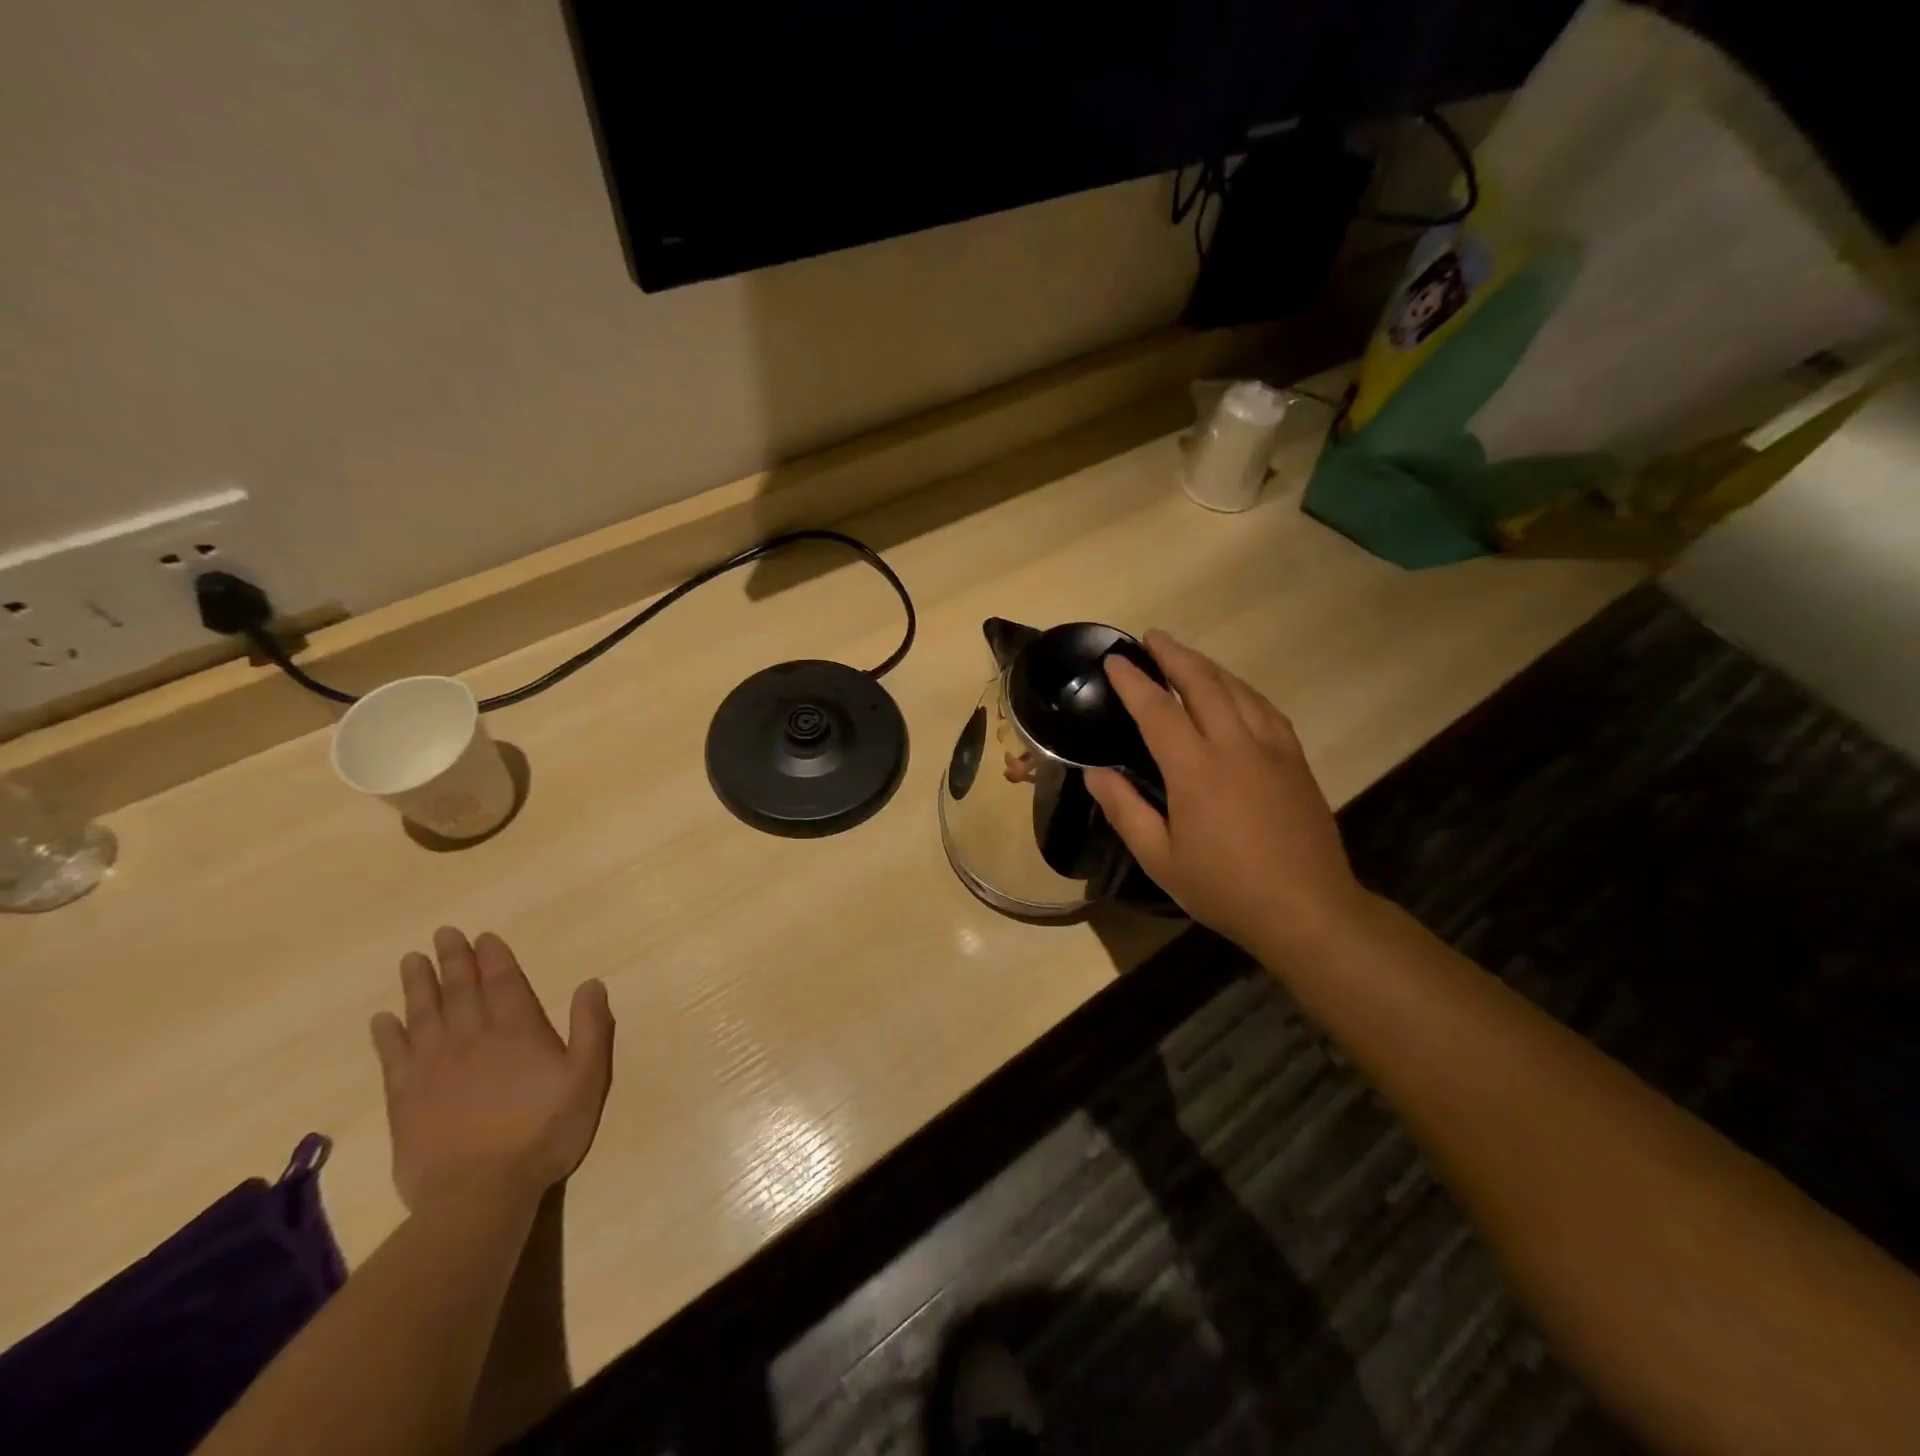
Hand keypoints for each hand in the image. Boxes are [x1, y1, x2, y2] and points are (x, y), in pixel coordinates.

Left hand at [370, 927, 614, 1212]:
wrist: (481, 1192)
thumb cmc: (544, 1131)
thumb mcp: (587, 1077)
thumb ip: (591, 1027)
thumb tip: (590, 983)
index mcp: (517, 1030)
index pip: (503, 982)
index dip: (494, 957)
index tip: (483, 936)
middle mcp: (472, 1038)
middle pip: (460, 990)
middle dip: (453, 960)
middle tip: (442, 934)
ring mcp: (434, 1068)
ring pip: (423, 1014)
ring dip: (418, 985)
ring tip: (411, 960)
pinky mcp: (406, 1100)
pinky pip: (394, 1057)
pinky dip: (387, 1035)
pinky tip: (382, 1019)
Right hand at [1086, 631, 1367, 959]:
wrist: (1308, 909)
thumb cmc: (1225, 888)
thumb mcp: (1161, 860)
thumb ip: (1125, 810)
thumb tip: (1094, 773)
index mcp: (1197, 770)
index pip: (1158, 709)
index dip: (1133, 681)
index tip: (1114, 659)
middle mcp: (1236, 746)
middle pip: (1203, 683)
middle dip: (1174, 655)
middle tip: (1152, 638)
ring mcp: (1272, 749)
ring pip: (1238, 690)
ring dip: (1208, 666)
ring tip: (1185, 656)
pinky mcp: (1295, 760)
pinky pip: (1265, 708)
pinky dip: (1242, 689)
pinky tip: (1235, 691)